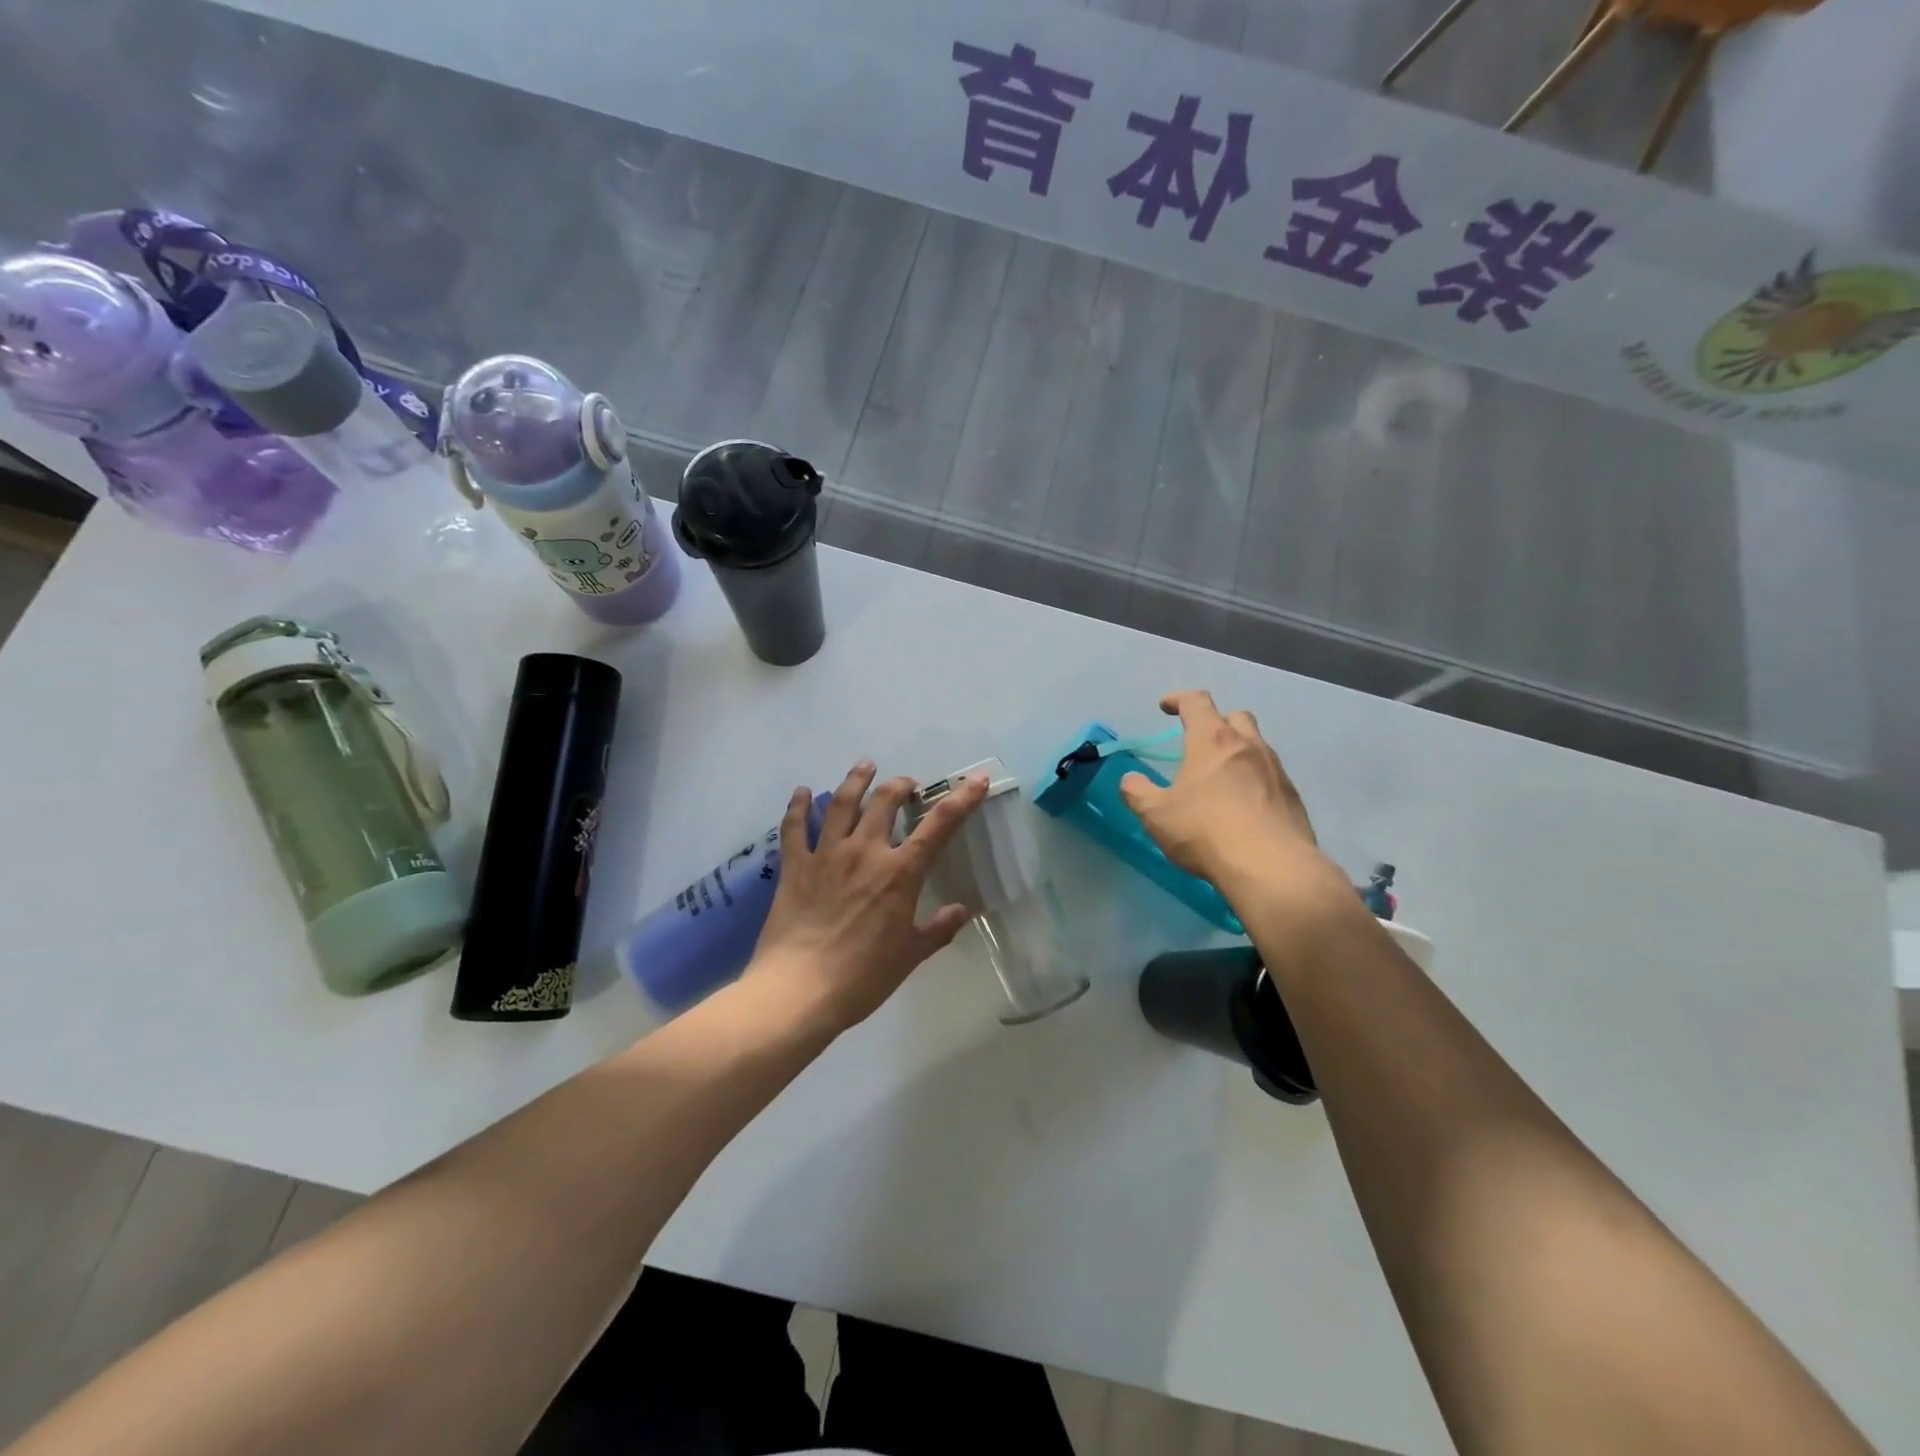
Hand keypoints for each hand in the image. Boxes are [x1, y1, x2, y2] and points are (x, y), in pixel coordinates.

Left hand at [749, 761, 989, 1032]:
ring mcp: (826, 855)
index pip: (939, 826)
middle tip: (907, 785)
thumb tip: (962, 911)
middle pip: (885, 802)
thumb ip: (938, 929)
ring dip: (856, 780)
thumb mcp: (909, 956)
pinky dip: (798, 806)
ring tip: (865, 766)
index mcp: (900, 873)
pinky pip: (795, 828)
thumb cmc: (862, 978)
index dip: (962, 799)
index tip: (976, 780)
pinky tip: (802, 792)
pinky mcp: (795, 866)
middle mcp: (865, 852)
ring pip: (842, 803)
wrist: (799, 991)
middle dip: (901, 785)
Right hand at [1119, 691, 1348, 912]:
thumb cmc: (1205, 831)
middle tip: (1198, 743)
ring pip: (1256, 745)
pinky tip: (1243, 806)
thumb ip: (1137, 792)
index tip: (1165, 707)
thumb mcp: (1156, 814)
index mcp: (1212, 740)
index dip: (1178, 699)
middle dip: (1215, 722)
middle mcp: (1248, 745)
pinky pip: (1270, 775)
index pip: (1196, 702)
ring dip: (1237, 751)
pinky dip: (1254, 780)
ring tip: (1221, 778)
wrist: (1271, 867)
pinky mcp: (1292, 796)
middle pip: (1234, 716)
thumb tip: (1130, 780)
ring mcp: (1275, 769)